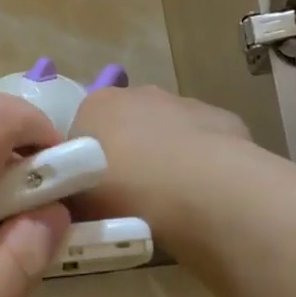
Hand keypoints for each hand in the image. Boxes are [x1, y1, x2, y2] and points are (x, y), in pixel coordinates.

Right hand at [69, 85, 253, 238]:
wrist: (199, 190)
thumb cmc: (126, 193)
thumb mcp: (80, 203)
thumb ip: (73, 193)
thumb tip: (76, 198)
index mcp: (95, 106)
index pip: (82, 131)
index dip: (86, 162)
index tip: (95, 193)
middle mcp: (137, 93)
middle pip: (126, 124)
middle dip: (129, 153)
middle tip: (132, 197)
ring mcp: (182, 102)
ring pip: (168, 130)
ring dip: (167, 155)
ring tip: (172, 199)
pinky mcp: (221, 117)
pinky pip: (204, 141)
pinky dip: (202, 160)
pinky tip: (206, 190)